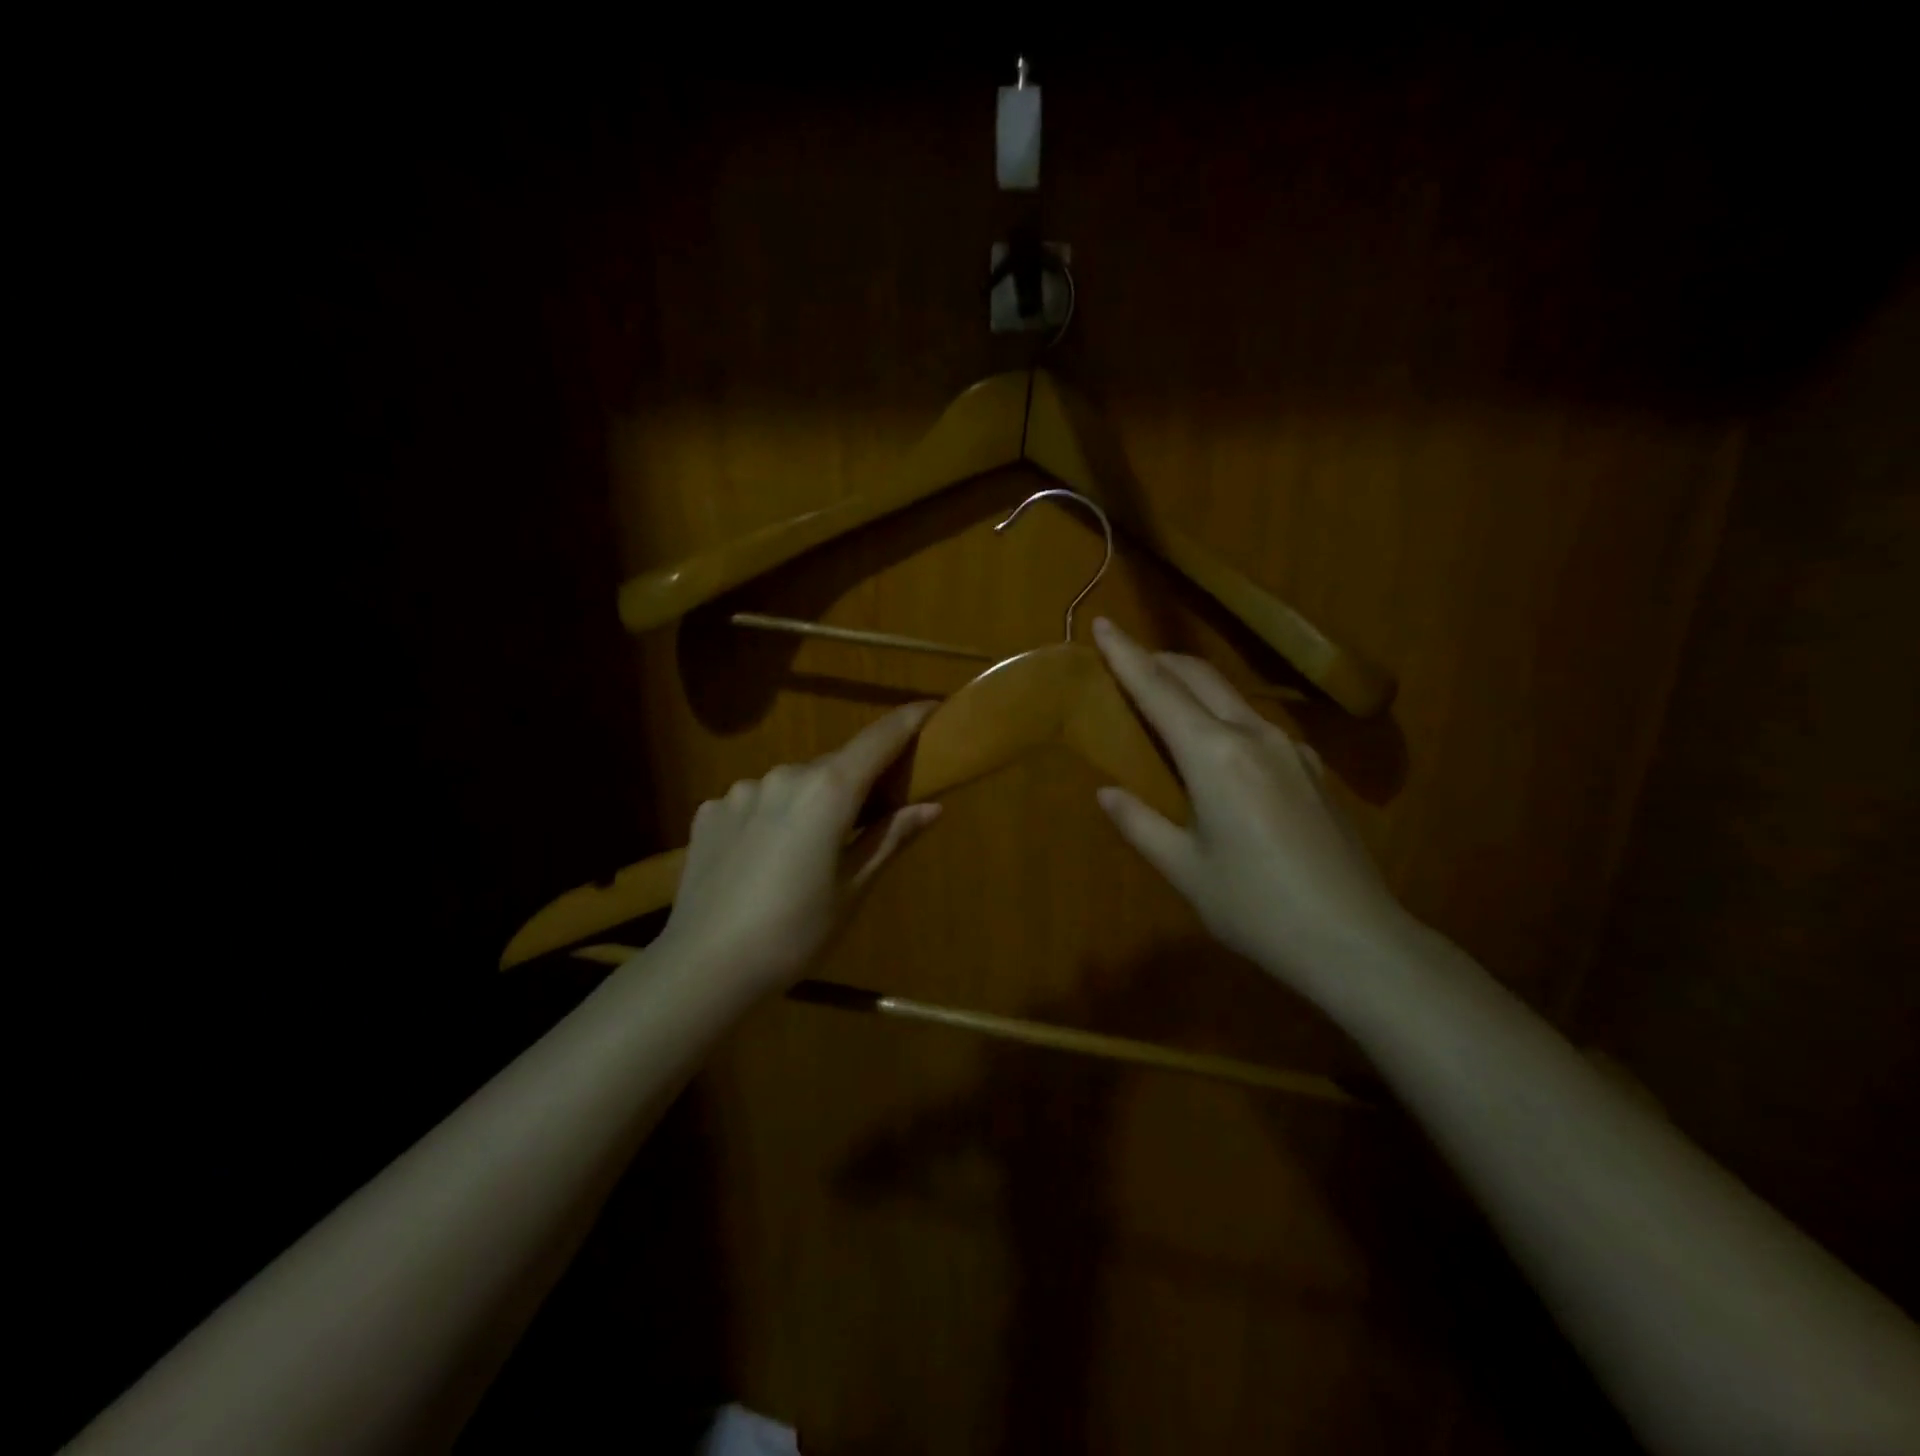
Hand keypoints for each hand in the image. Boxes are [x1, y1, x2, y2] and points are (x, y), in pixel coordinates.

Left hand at [654, 702, 942, 993]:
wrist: (704, 967)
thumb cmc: (795, 932)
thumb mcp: (853, 889)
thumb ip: (890, 838)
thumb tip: (932, 806)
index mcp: (828, 791)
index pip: (878, 739)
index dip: (908, 720)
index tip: (931, 708)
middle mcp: (784, 776)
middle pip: (833, 766)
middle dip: (855, 782)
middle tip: (868, 817)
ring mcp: (740, 791)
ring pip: (791, 785)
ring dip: (808, 803)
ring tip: (805, 853)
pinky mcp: (709, 812)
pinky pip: (754, 803)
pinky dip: (770, 818)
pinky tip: (761, 860)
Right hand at [1091, 617, 1412, 1003]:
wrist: (1357, 942)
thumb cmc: (1257, 909)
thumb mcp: (1185, 870)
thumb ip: (1140, 824)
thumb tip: (1106, 792)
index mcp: (1216, 757)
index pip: (1159, 690)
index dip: (1126, 655)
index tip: (1102, 623)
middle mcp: (1256, 737)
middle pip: (1201, 678)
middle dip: (1160, 661)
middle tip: (1126, 659)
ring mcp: (1292, 751)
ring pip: (1232, 698)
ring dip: (1193, 687)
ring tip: (1165, 702)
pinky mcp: (1313, 772)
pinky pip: (1257, 726)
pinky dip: (1223, 718)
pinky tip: (1218, 749)